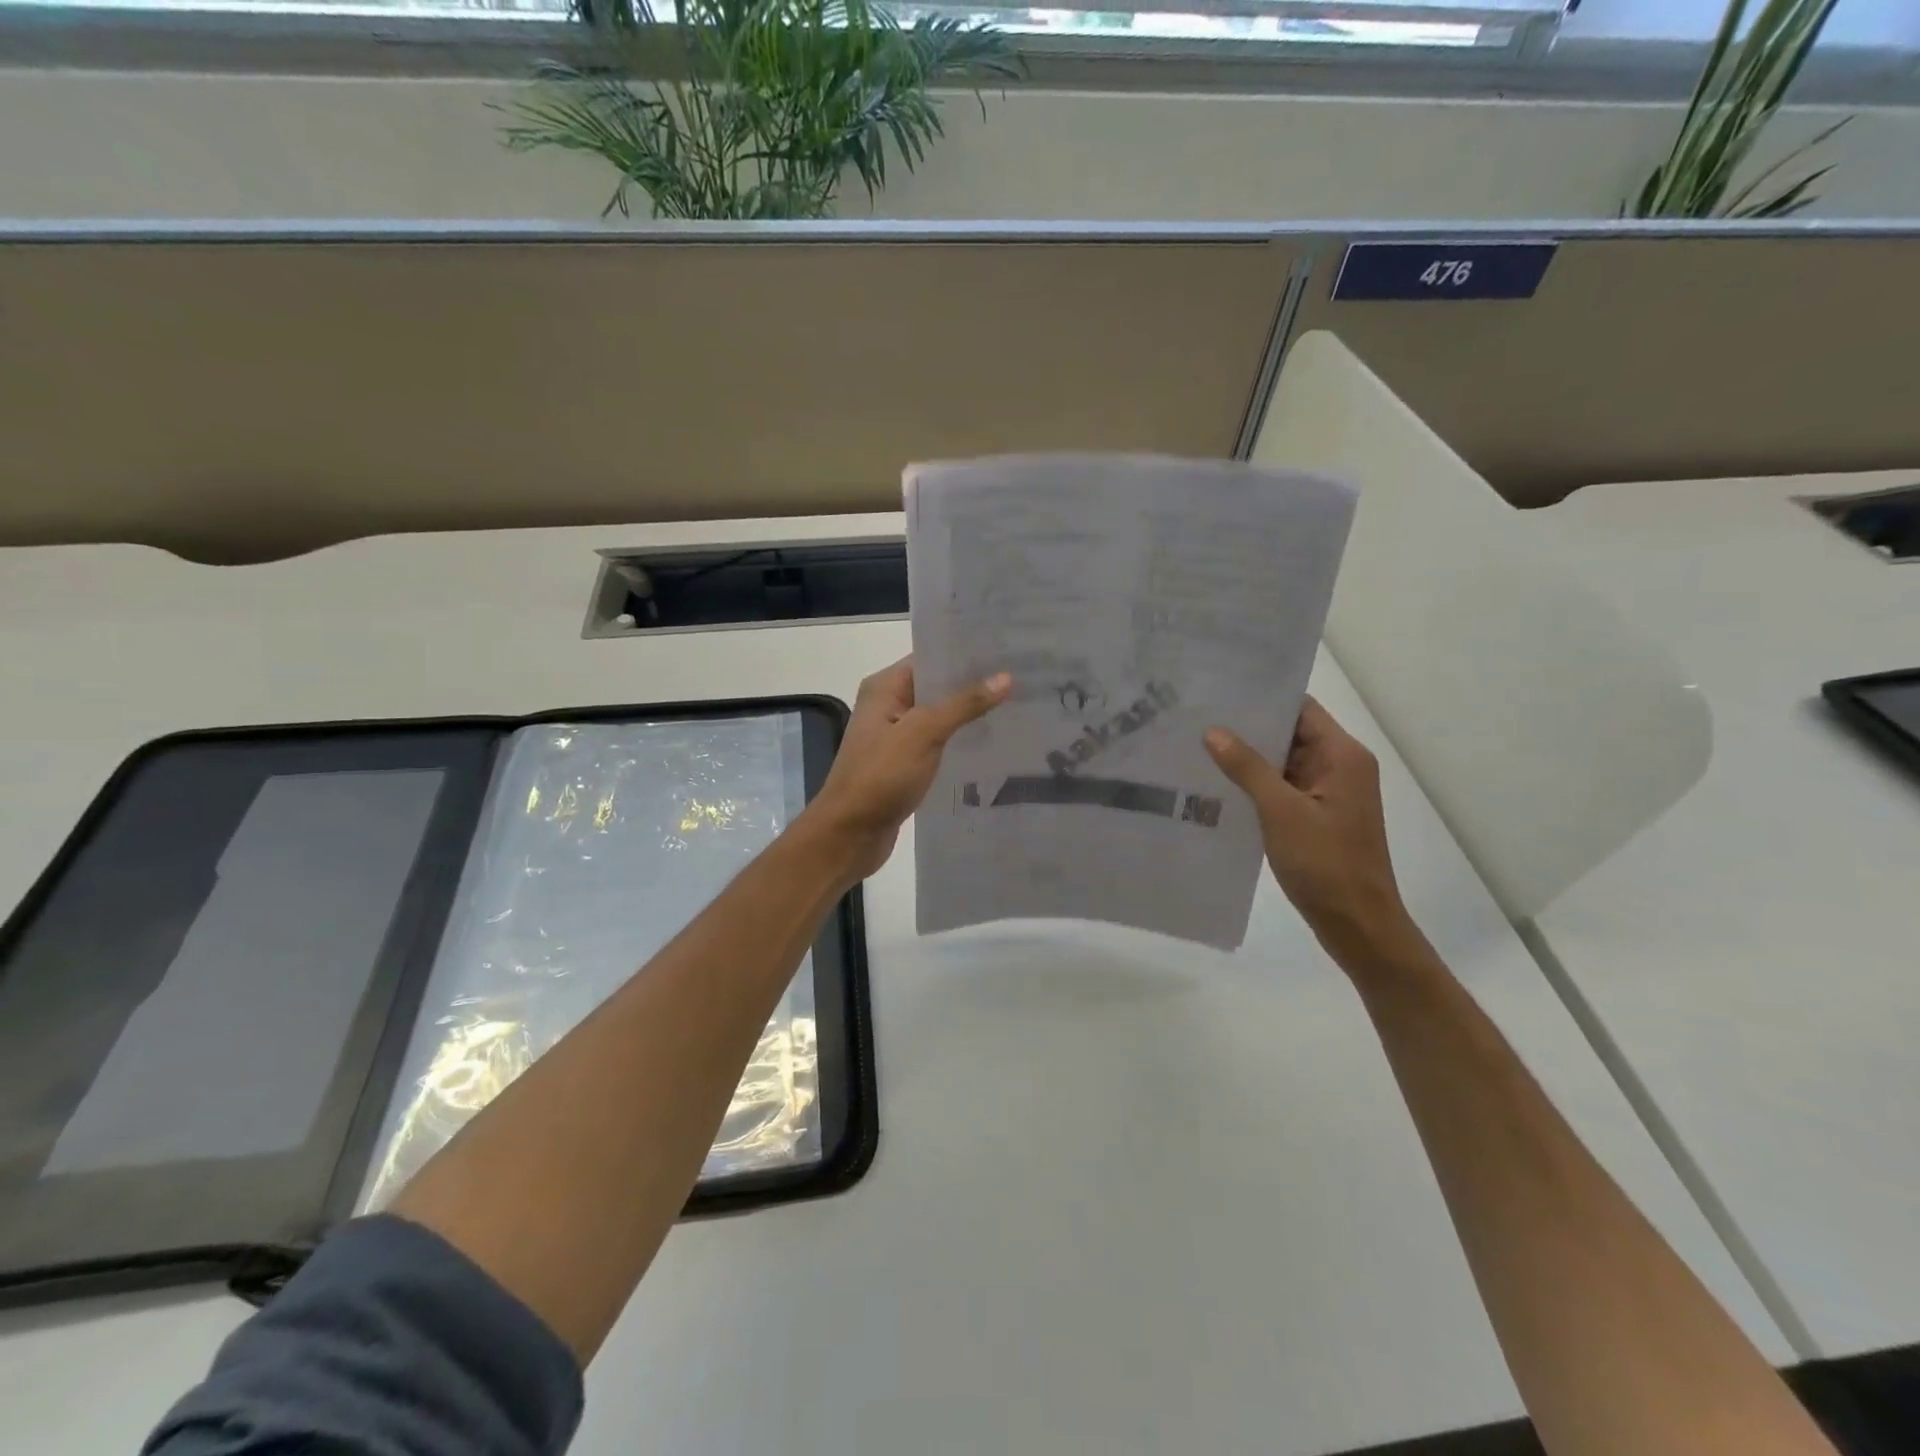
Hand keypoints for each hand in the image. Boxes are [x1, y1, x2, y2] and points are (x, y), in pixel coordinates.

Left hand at [804, 658, 1010, 883]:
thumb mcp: (923, 734)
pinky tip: (993, 745)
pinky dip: (960, 743)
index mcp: (884, 688)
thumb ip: (963, 705)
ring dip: (970, 716)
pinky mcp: (904, 765)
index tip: (1007, 651)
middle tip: (1023, 679)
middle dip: (974, 685)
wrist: (849, 835)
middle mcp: (888, 706)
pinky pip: (937, 744)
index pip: (930, 658)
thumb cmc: (880, 777)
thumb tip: (1005, 677)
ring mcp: (895, 737)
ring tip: (1018, 708)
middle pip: (937, 687)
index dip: (966, 655)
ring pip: (939, 718)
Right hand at [1204, 697, 1418, 965]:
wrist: (1358, 925)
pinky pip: (1283, 788)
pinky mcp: (1317, 816)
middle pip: (1291, 733)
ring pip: (1283, 762)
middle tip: (1197, 717)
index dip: (1262, 698)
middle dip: (1248, 728)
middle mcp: (1340, 766)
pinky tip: (1218, 784)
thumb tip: (1213, 731)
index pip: (1300, 709)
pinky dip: (1255, 784)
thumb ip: (1247, 768)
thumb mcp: (1281, 811)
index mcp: (1342, 756)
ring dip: (1248, 757)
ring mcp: (1329, 793)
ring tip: (1198, 745)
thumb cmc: (1326, 864)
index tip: (1218, 692)